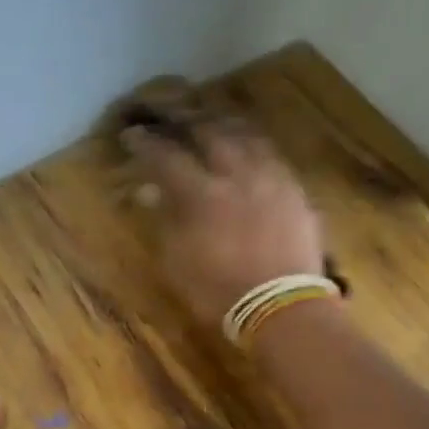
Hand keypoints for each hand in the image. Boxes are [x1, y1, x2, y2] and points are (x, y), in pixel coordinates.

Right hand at [125, 118, 326, 325]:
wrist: (281, 310)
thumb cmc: (219, 293)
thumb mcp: (178, 263)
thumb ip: (165, 220)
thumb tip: (150, 192)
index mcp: (203, 194)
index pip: (168, 157)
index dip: (147, 144)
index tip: (132, 135)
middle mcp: (238, 175)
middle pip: (211, 132)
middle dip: (188, 121)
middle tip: (174, 118)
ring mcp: (272, 180)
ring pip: (247, 137)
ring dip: (225, 127)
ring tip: (213, 124)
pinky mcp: (296, 192)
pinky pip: (272, 157)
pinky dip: (254, 149)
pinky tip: (250, 153)